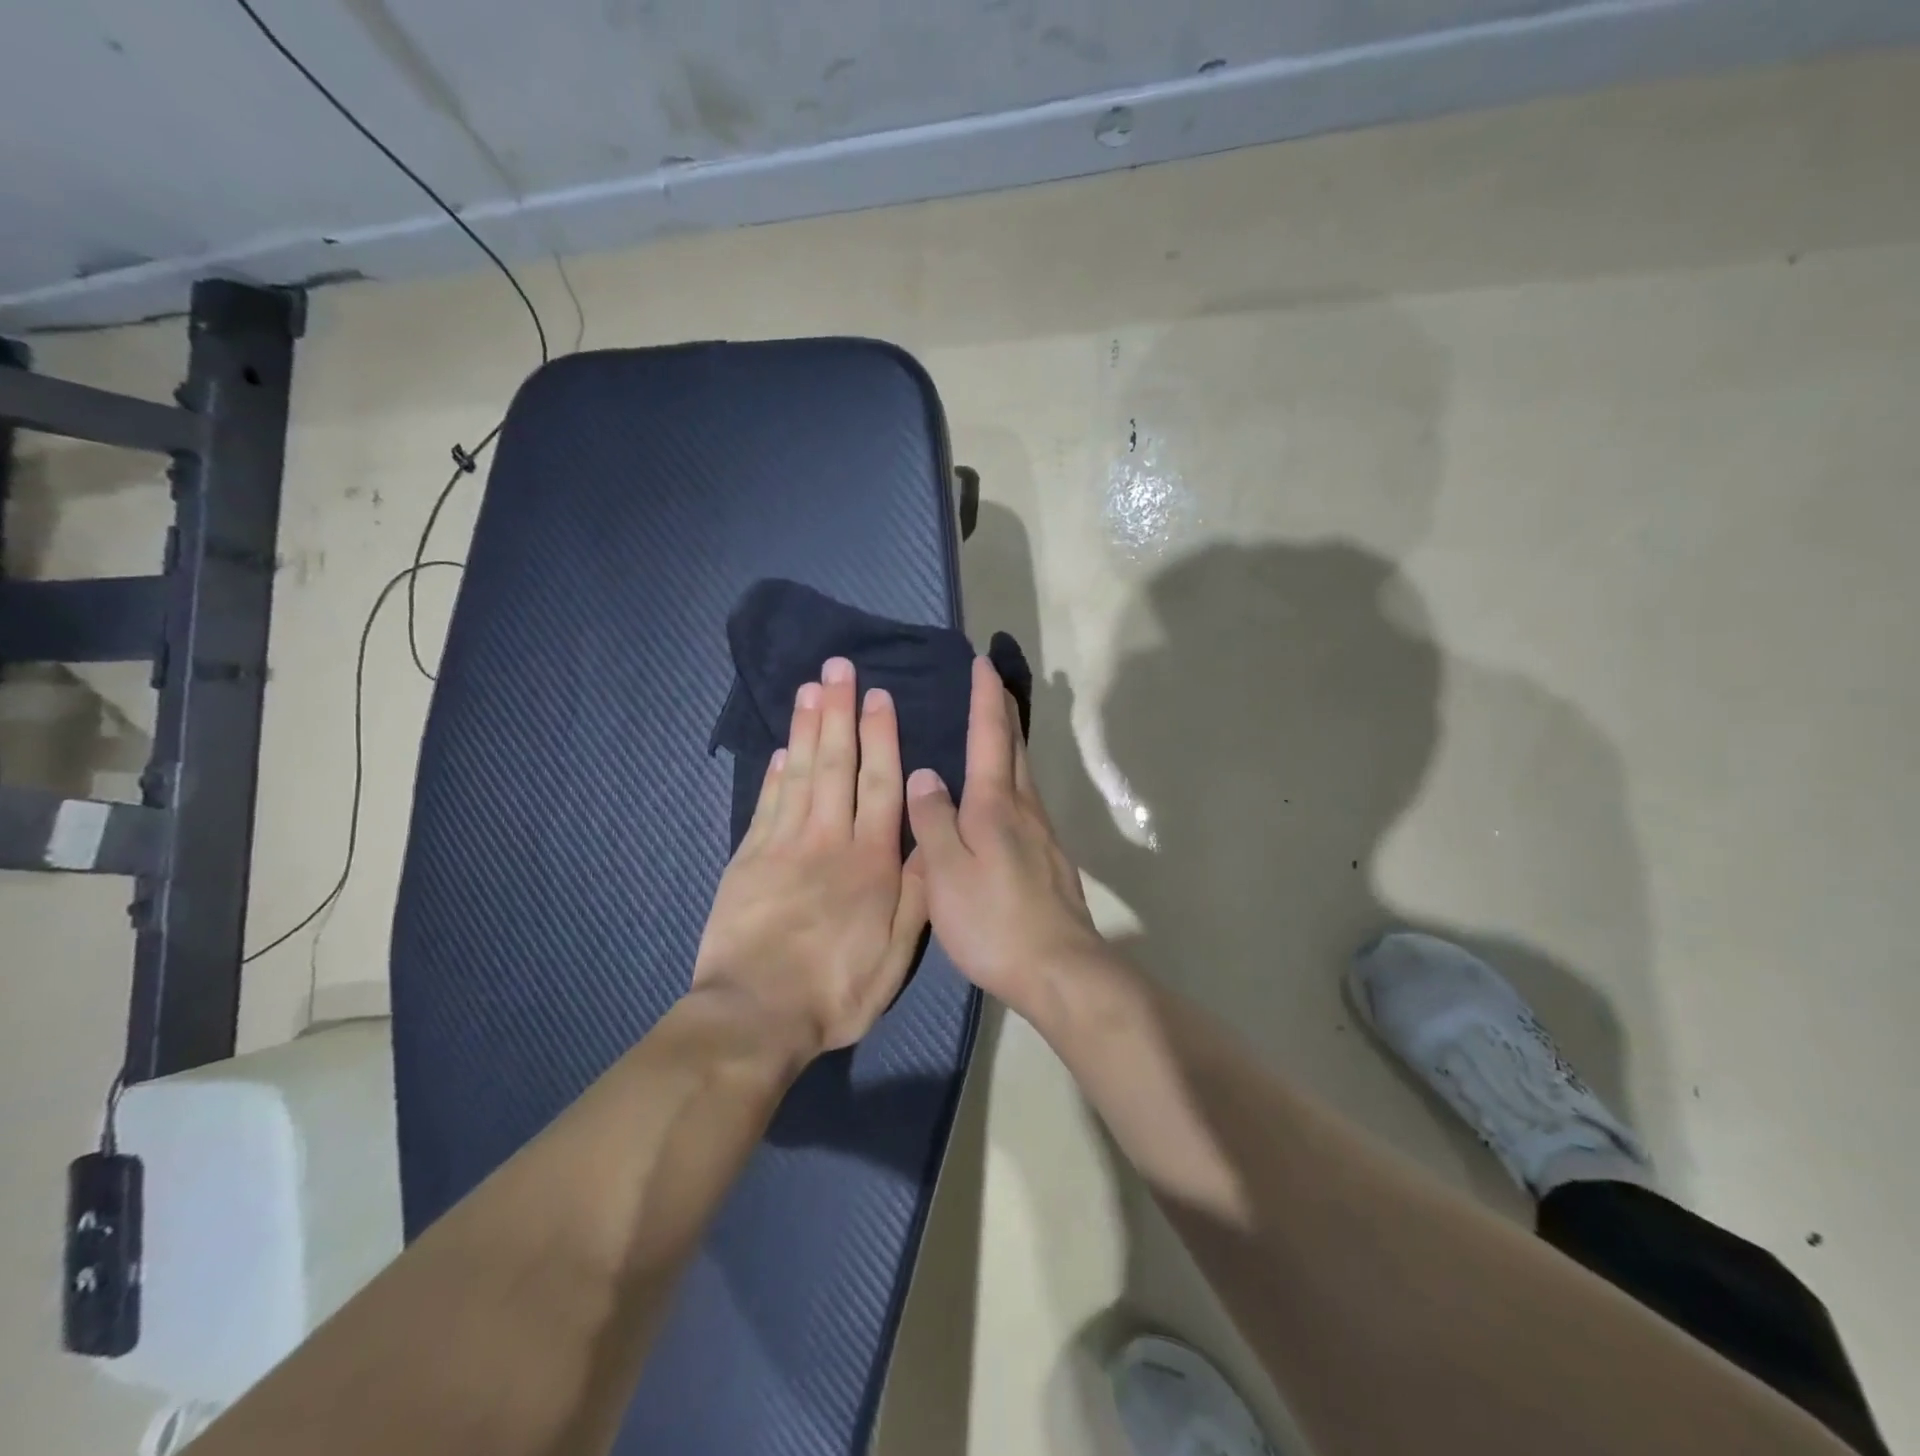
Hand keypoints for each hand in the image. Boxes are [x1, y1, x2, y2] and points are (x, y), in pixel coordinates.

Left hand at [692, 657, 927, 1059]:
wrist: (754, 1015)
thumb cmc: (836, 989)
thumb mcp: (896, 955)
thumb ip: (915, 894)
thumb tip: (929, 840)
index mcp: (870, 861)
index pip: (880, 784)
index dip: (881, 736)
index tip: (878, 696)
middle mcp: (828, 840)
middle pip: (836, 764)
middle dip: (839, 712)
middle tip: (839, 668)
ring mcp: (782, 845)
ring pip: (799, 773)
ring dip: (806, 728)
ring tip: (810, 688)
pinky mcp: (747, 859)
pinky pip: (766, 804)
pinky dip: (774, 772)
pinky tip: (781, 748)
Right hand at [905, 657, 1104, 1014]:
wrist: (1059, 968)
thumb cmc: (993, 919)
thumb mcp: (946, 871)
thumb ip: (932, 820)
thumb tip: (925, 774)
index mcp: (996, 804)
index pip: (990, 736)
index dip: (986, 699)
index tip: (983, 664)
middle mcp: (1025, 809)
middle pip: (1014, 749)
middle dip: (1004, 712)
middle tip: (994, 684)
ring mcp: (1043, 834)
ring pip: (1023, 776)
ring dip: (1010, 745)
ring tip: (995, 731)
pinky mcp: (1050, 859)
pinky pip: (1026, 803)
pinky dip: (1012, 781)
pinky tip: (1002, 799)